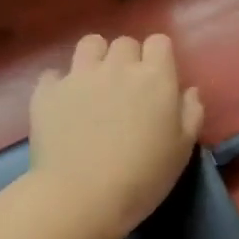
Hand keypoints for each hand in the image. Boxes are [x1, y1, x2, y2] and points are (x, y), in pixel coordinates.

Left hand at [27, 35, 204, 238]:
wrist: (82, 196)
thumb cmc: (144, 175)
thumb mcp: (183, 148)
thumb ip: (191, 112)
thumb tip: (189, 90)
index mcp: (155, 77)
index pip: (160, 41)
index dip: (159, 56)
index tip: (159, 78)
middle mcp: (117, 67)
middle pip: (124, 42)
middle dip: (129, 58)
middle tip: (128, 87)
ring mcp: (79, 76)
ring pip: (89, 44)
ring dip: (96, 58)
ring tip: (96, 84)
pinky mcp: (47, 92)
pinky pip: (54, 74)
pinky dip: (61, 84)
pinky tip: (66, 104)